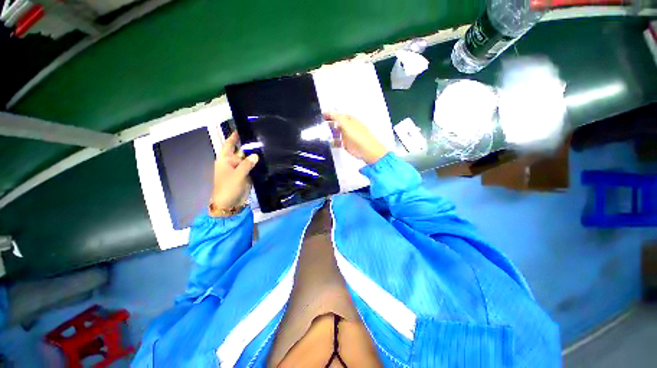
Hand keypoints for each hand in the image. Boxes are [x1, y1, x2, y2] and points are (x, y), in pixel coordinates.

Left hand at [210, 132, 258, 212]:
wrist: (229, 203)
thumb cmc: (228, 187)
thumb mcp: (237, 175)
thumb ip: (247, 164)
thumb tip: (256, 155)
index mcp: (225, 160)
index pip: (229, 145)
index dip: (234, 137)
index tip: (241, 128)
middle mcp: (232, 162)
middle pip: (241, 151)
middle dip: (249, 146)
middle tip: (261, 138)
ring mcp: (240, 169)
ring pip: (248, 160)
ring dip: (255, 156)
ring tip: (266, 147)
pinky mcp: (246, 175)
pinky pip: (253, 167)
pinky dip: (258, 164)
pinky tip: (266, 160)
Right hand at [324, 112, 388, 164]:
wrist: (366, 150)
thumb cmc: (359, 136)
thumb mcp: (346, 123)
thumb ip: (337, 117)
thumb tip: (329, 111)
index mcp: (349, 119)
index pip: (338, 114)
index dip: (330, 114)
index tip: (322, 115)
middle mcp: (348, 127)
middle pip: (336, 123)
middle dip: (329, 123)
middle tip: (321, 124)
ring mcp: (347, 136)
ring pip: (336, 133)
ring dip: (330, 133)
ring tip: (323, 133)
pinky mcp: (346, 144)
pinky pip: (337, 142)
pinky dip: (333, 142)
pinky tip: (329, 142)